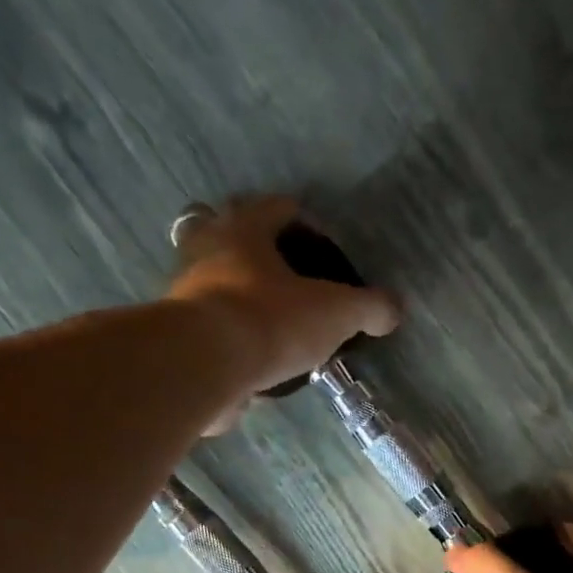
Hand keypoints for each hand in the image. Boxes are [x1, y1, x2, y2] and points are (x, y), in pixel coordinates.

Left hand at [167, 196, 400, 433]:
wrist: (205, 365)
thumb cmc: (272, 320)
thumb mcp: (336, 313)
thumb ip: (368, 308)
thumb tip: (393, 310)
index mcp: (245, 230)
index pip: (278, 207)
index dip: (306, 222)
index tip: (327, 247)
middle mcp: (208, 252)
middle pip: (234, 238)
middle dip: (261, 253)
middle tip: (291, 279)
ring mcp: (187, 294)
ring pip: (217, 283)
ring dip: (243, 296)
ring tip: (276, 324)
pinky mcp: (180, 337)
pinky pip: (210, 329)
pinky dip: (231, 338)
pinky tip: (255, 360)